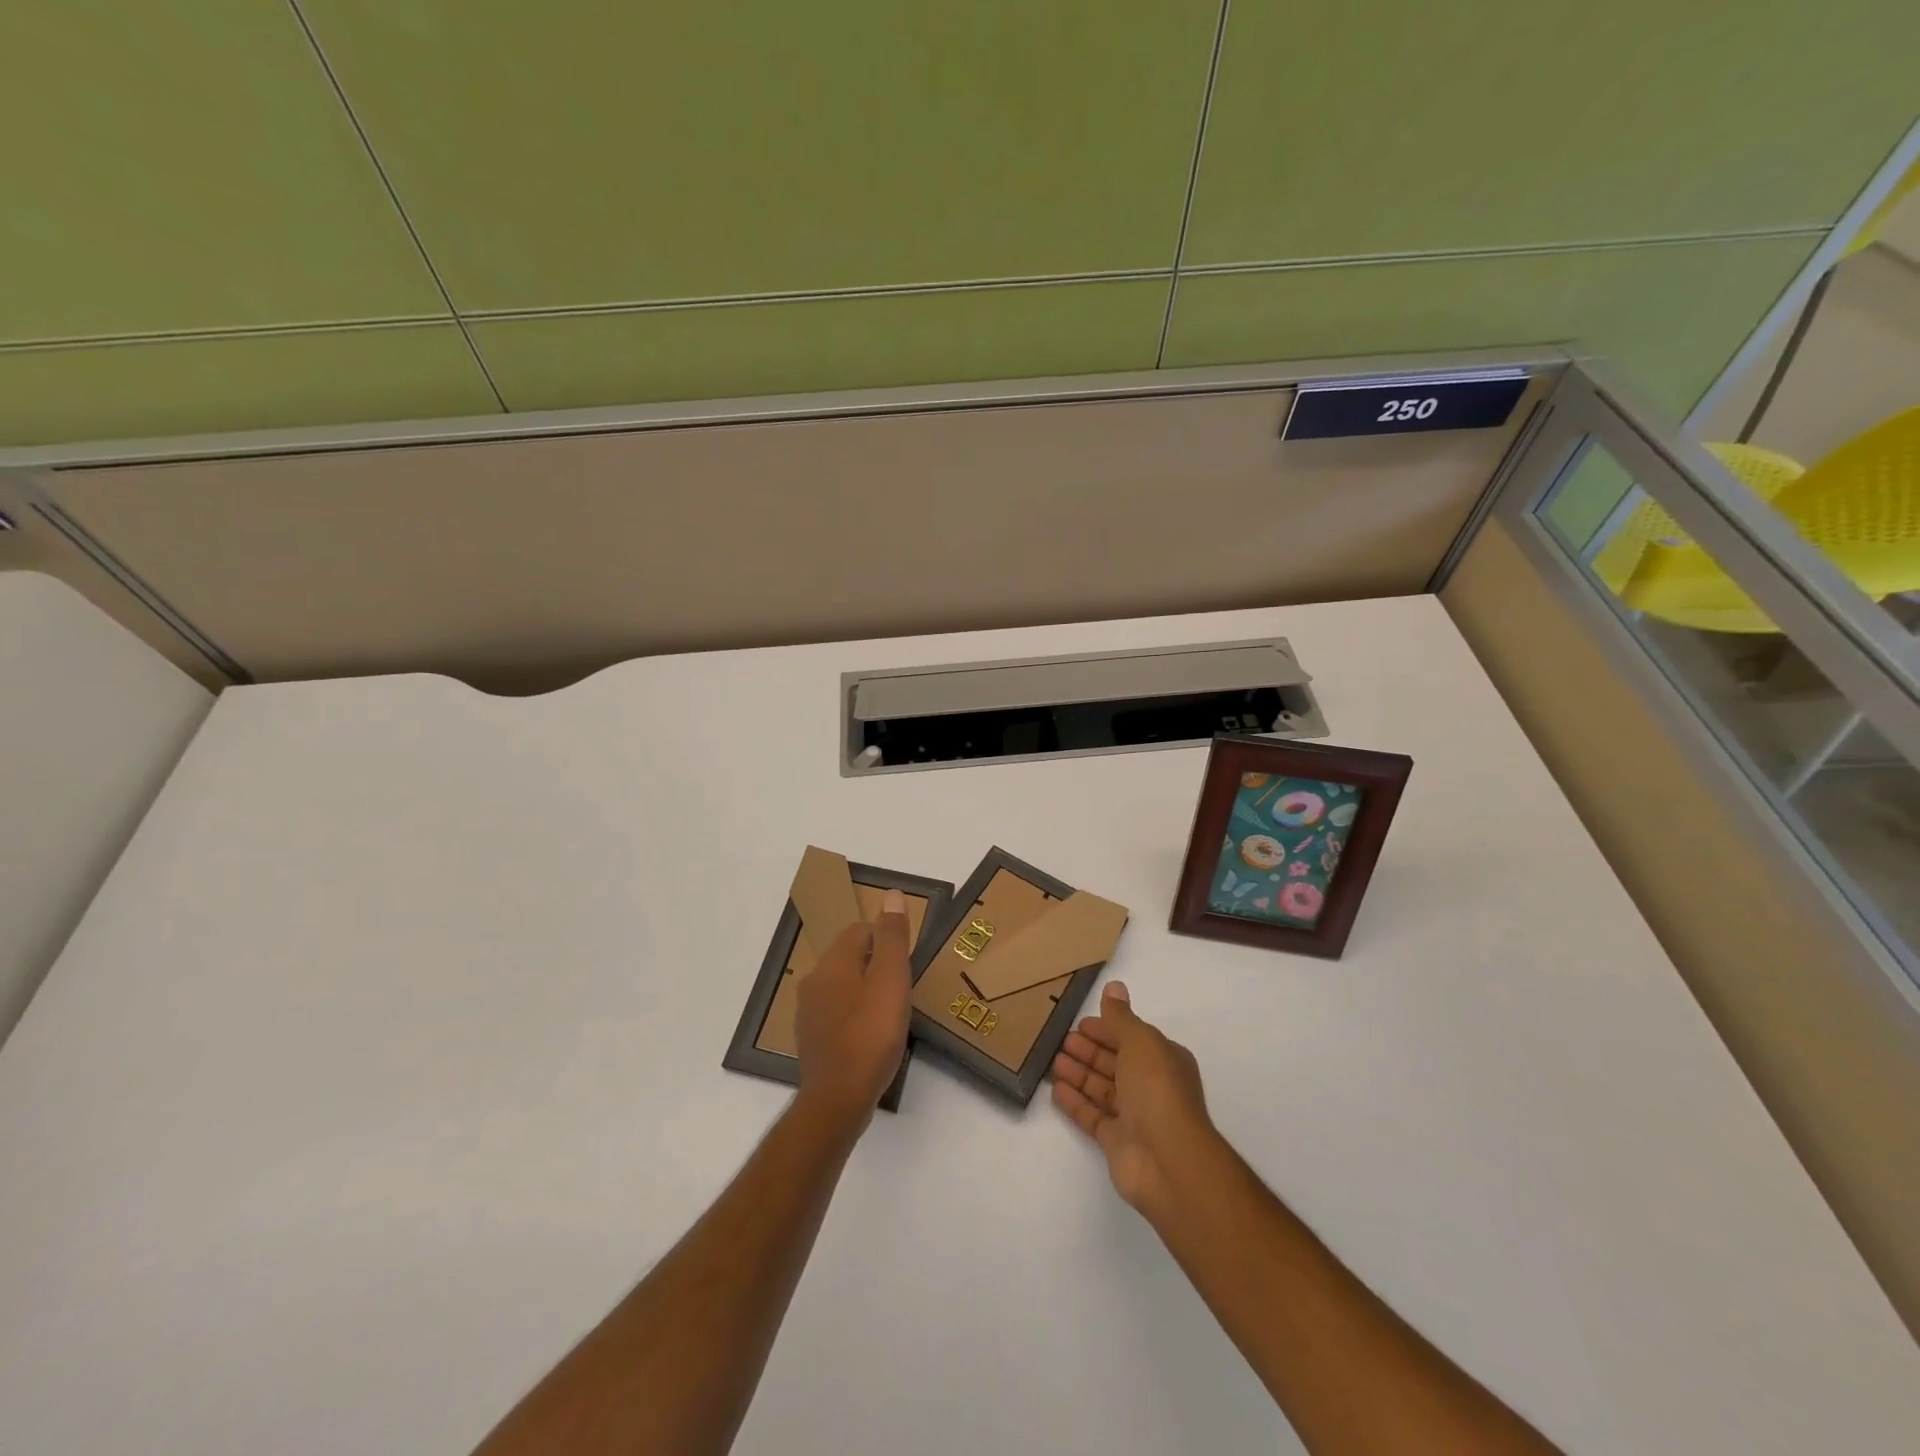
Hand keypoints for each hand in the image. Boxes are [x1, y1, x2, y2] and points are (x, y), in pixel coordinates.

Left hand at [794, 889, 912, 1129]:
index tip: (906, 961)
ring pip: (841, 985)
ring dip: (864, 989)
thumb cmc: (871, 1035)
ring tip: (891, 1010)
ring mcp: (808, 1013)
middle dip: (875, 963)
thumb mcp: (891, 980)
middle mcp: (814, 981)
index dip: (885, 938)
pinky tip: (871, 1035)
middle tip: (903, 985)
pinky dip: (854, 1014)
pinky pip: (836, 1013)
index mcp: (832, 963)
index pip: (859, 930)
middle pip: (849, 957)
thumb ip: (892, 937)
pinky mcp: (811, 1040)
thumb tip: (892, 894)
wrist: (838, 1100)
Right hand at [1052, 981, 1218, 1219]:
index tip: (1079, 1023)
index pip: (1131, 1037)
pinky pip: (1093, 1116)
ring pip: (1102, 1088)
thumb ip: (1121, 1017)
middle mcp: (1151, 1086)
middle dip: (1089, 1050)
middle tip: (1060, 1039)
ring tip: (1053, 1061)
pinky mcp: (1117, 1142)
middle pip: (1114, 1062)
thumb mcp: (1140, 1042)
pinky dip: (1075, 1102)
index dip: (1106, 1029)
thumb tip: (1114, 986)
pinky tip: (1055, 1090)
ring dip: (1079, 1073)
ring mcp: (1135, 1116)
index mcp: (1163, 1059)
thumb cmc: (1157, 1089)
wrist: (1168, 1160)